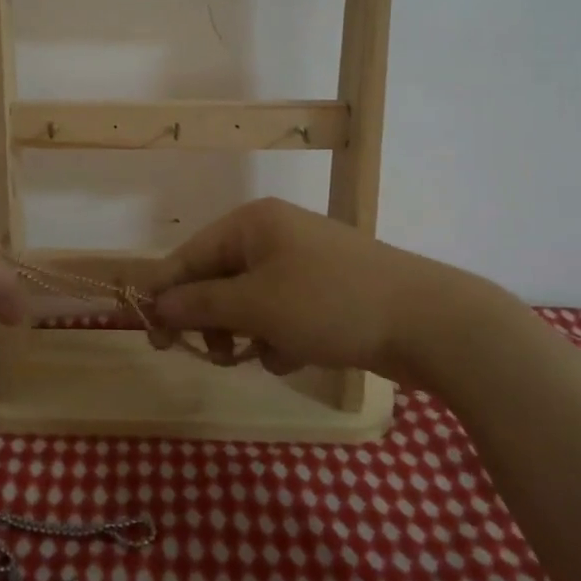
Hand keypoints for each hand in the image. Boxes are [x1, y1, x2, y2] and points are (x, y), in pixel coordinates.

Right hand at [143, 198, 523, 385]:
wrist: (429, 322)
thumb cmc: (329, 303)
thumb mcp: (256, 306)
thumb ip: (199, 304)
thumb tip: (155, 304)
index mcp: (251, 223)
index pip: (189, 255)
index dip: (166, 294)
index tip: (151, 337)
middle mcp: (273, 234)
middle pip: (218, 279)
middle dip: (213, 320)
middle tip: (215, 356)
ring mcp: (302, 261)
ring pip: (249, 301)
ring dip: (247, 333)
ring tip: (263, 356)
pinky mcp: (325, 290)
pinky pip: (280, 312)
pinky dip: (279, 336)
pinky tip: (296, 355)